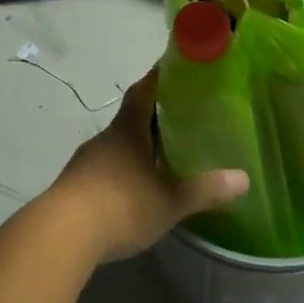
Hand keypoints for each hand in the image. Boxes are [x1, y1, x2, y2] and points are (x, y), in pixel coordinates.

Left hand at [46, 69, 248, 263]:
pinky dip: (122, 170)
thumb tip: (243, 179)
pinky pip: (104, 168)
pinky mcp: (74, 186)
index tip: (176, 67)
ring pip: (116, 145)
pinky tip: (134, 186)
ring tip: (161, 154)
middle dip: (153, 115)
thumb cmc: (119, 206)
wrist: (60, 235)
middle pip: (130, 117)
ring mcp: (85, 162)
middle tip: (181, 116)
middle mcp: (105, 139)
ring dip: (136, 145)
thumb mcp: (168, 202)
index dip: (159, 77)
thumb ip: (204, 190)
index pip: (143, 91)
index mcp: (127, 131)